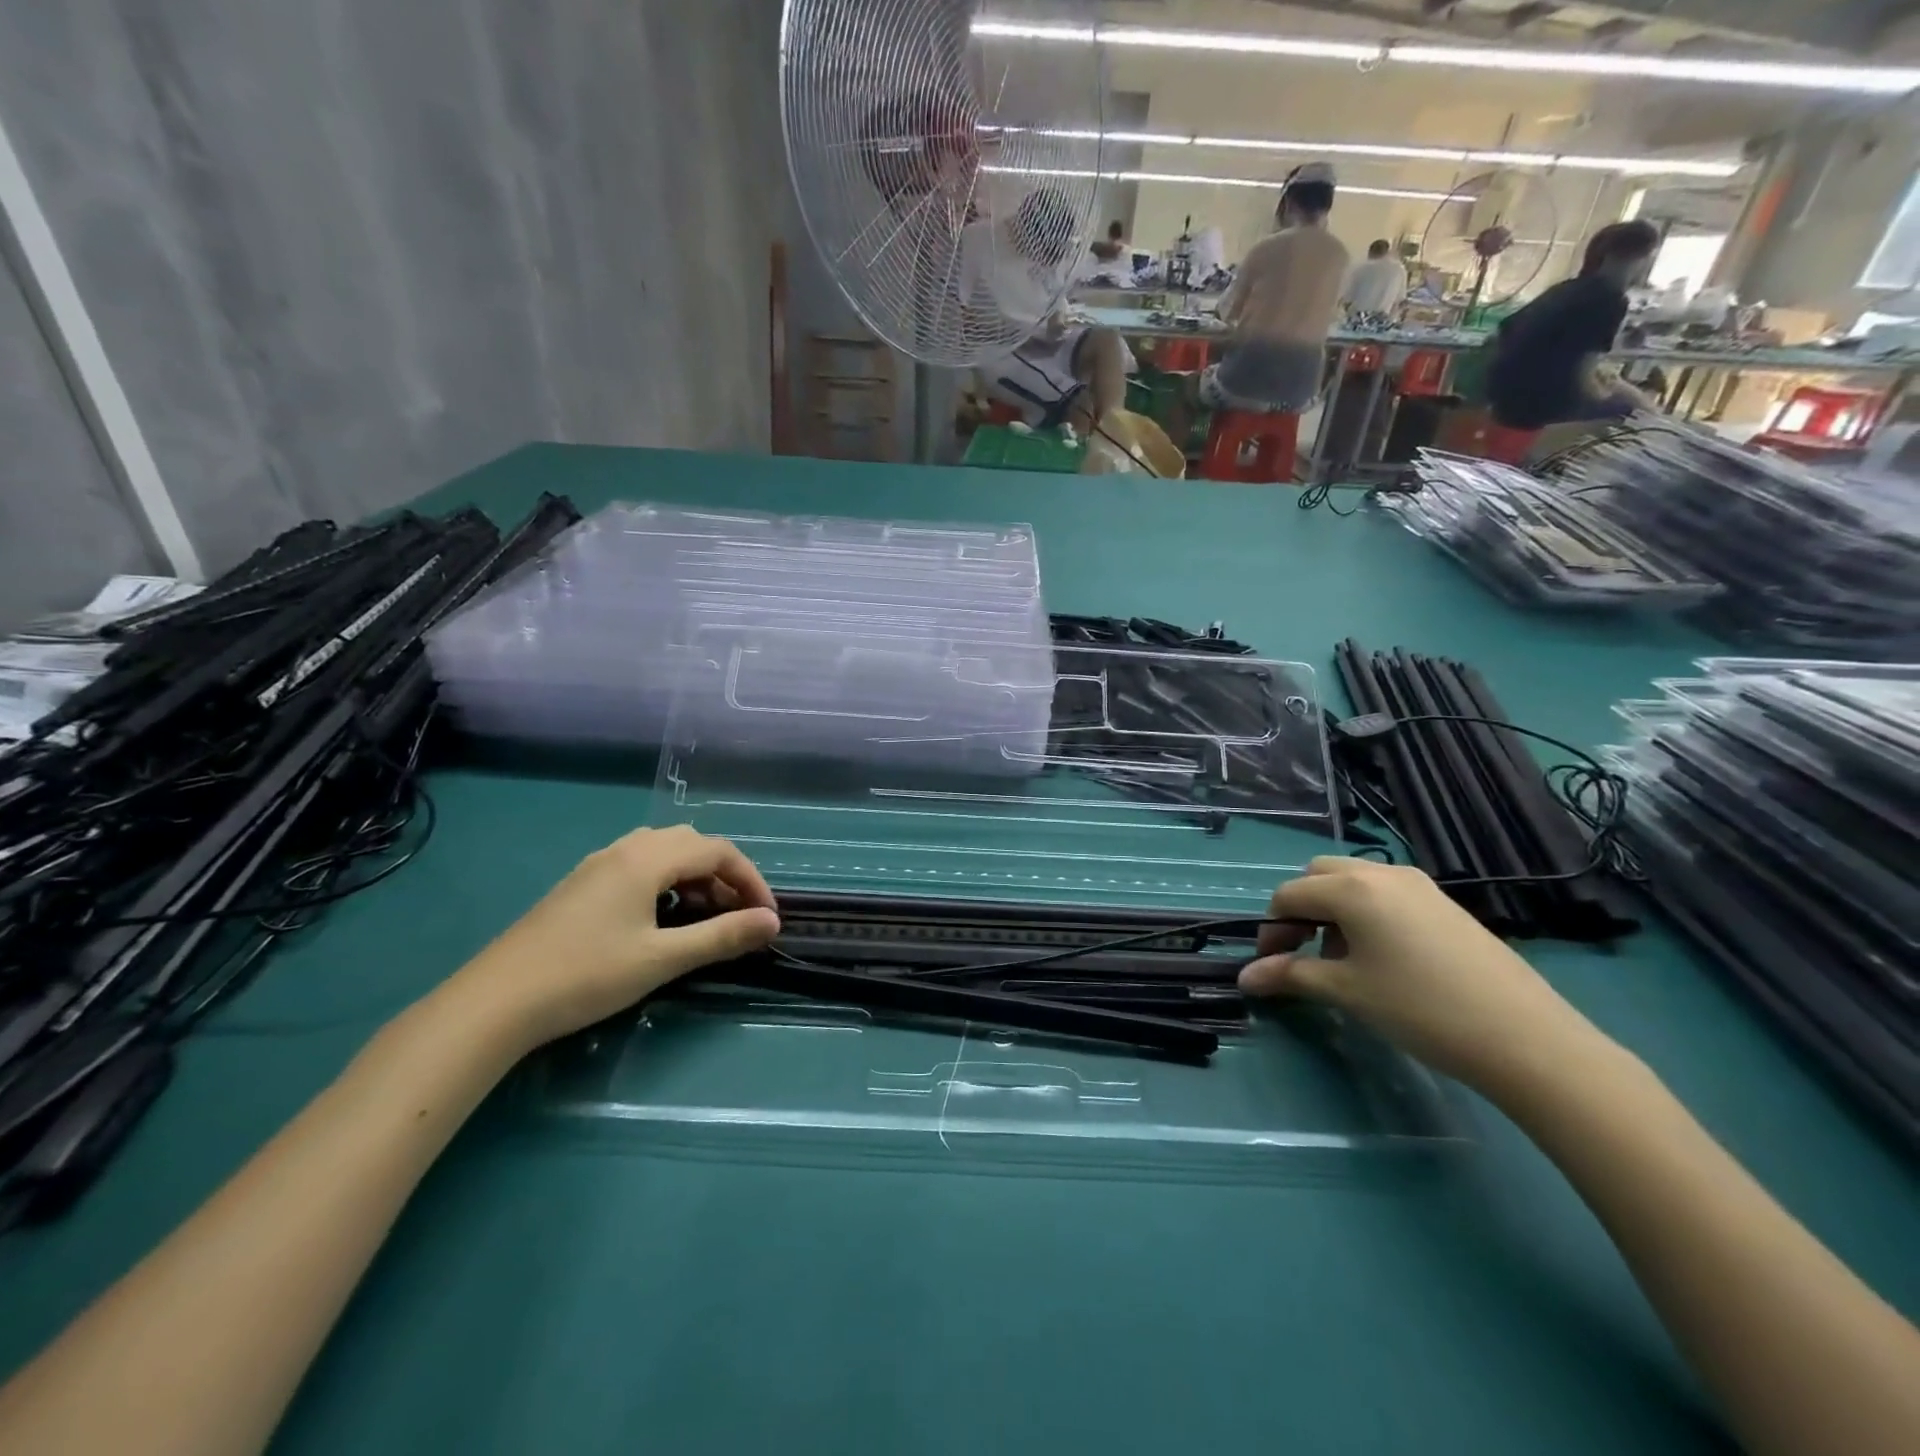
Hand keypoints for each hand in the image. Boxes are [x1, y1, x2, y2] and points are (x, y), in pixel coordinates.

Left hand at [450, 826, 779, 1048]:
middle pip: (692, 844)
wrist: (495, 1003)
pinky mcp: (581, 885)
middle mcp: (625, 849)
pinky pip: (639, 865)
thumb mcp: (662, 958)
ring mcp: (598, 865)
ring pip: (664, 852)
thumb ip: (722, 936)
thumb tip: (772, 923)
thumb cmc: (587, 975)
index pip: (718, 851)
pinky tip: (661, 917)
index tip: (766, 919)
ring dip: (695, 876)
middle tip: (738, 916)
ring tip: (705, 916)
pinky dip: (667, 881)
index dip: (751, 881)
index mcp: (647, 858)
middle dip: (725, 875)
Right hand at [1238, 857, 1598, 1092]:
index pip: (1289, 895)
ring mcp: (1420, 886)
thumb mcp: (1347, 992)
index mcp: (1352, 888)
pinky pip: (1387, 895)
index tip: (1270, 967)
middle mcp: (1382, 873)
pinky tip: (1383, 960)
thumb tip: (1244, 978)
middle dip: (1301, 909)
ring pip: (1355, 881)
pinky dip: (1367, 914)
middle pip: (1319, 875)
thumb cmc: (1420, 1009)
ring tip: (1342, 961)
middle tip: (1303, 952)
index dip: (1271, 930)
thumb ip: (1290, 976)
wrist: (1526, 1038)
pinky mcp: (1446, 905)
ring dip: (1333, 910)